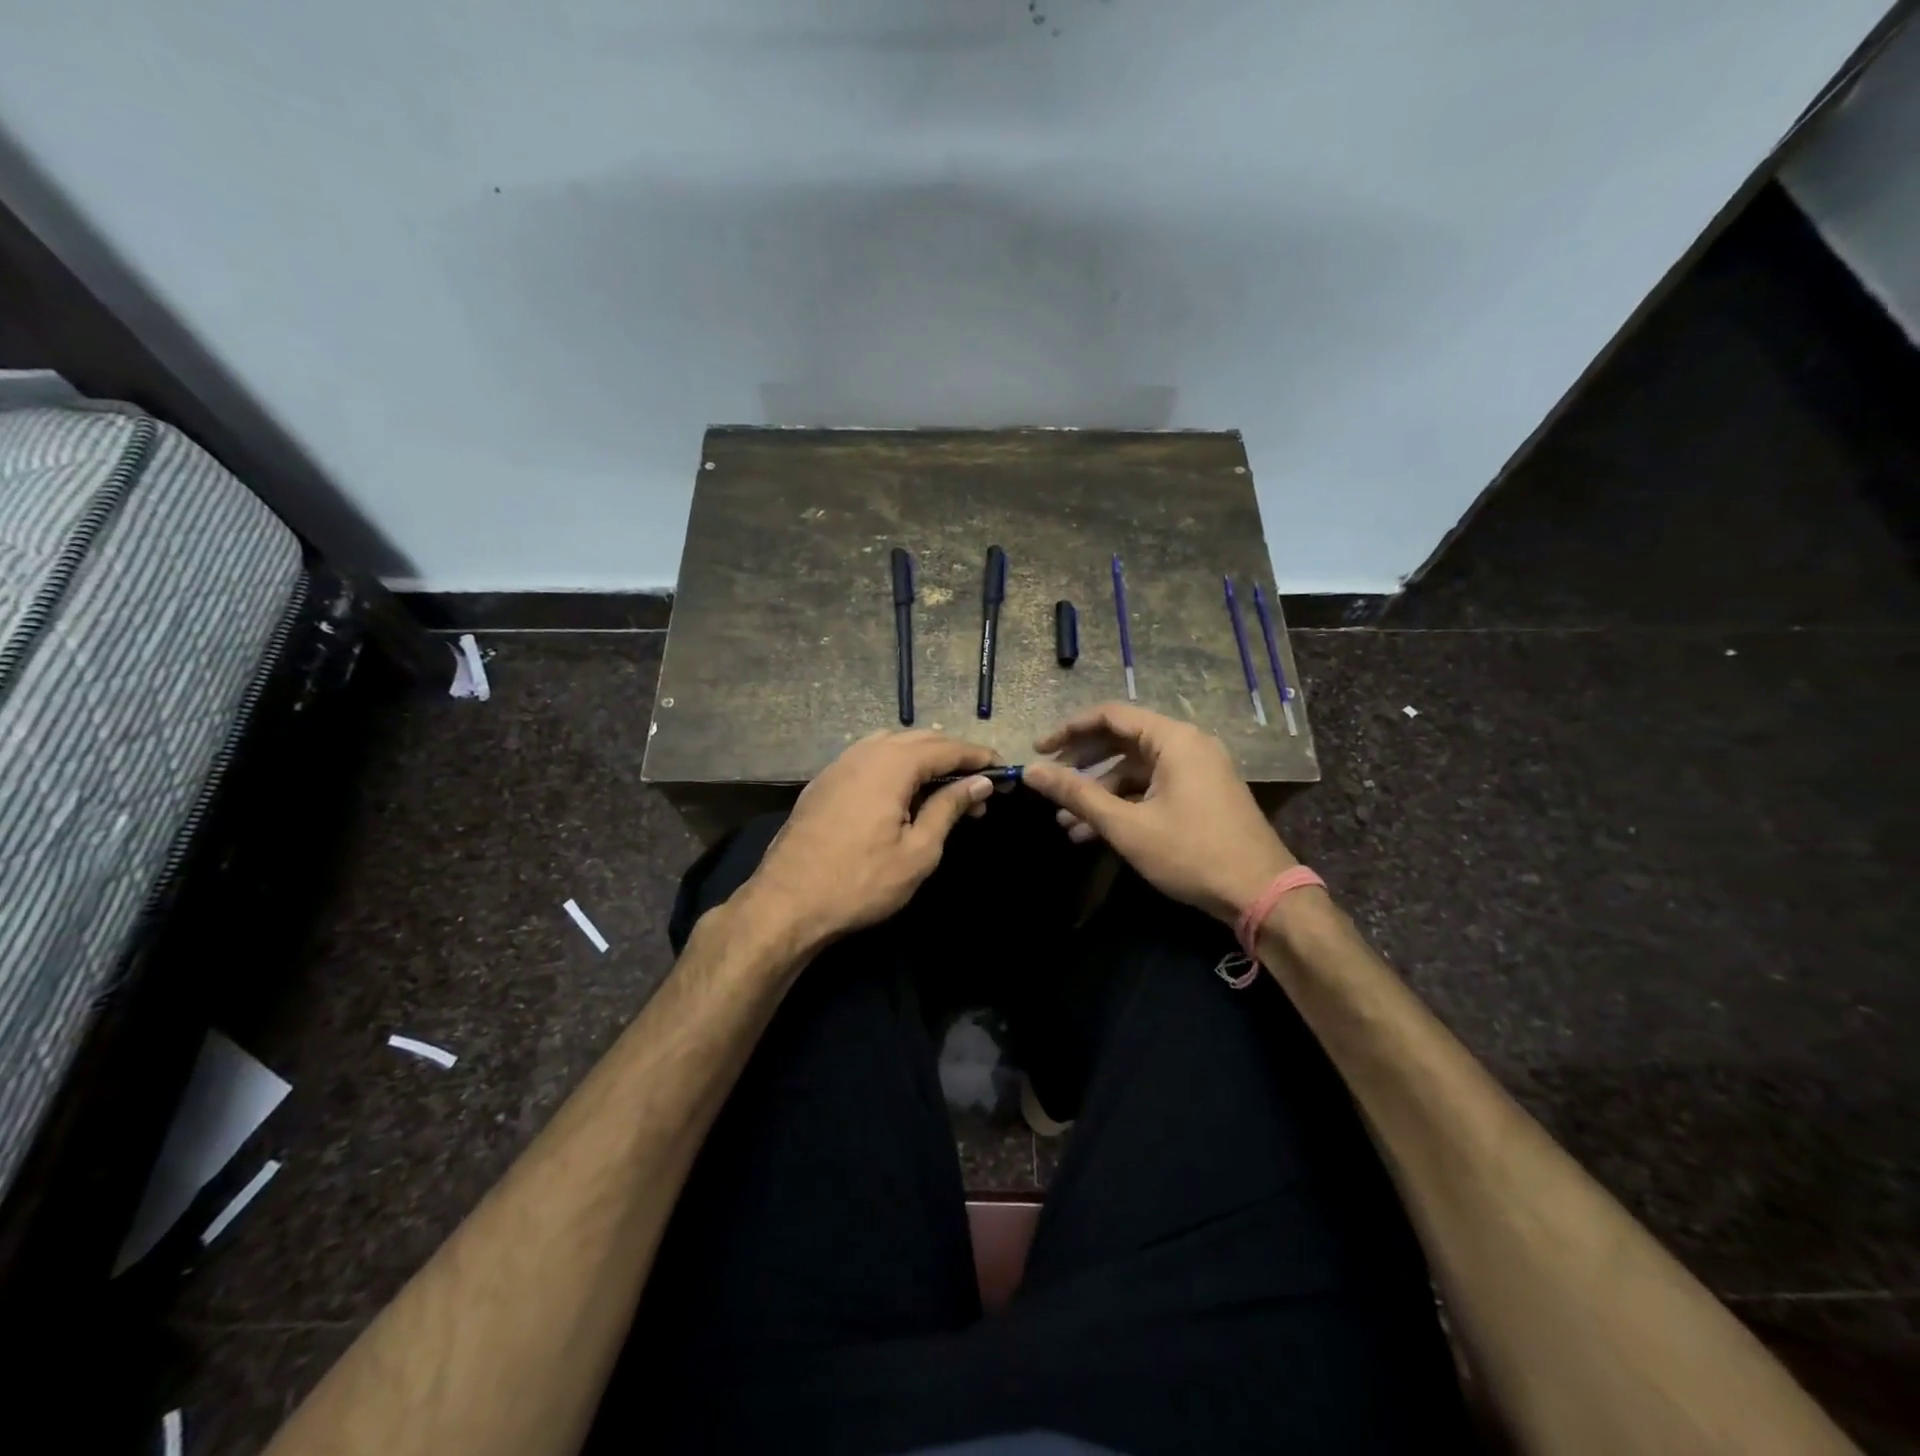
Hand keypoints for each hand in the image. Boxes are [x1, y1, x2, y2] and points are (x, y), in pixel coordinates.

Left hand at [739, 730, 996, 948]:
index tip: (1003, 769)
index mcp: (891, 765)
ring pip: (891, 743)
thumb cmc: (861, 882)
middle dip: (952, 756)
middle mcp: (864, 753)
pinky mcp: (823, 781)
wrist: (787, 903)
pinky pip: (868, 755)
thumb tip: (979, 782)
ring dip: (922, 756)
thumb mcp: (918, 851)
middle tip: (978, 785)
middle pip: (919, 739)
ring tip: (944, 782)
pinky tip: (902, 787)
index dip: (977, 757)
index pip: (946, 748)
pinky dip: (894, 762)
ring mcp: (839, 764)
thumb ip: (949, 808)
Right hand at [1021, 704, 1296, 925]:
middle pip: (1121, 742)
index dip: (1069, 729)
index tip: (1039, 750)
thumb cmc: (1191, 853)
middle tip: (1048, 784)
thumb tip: (1032, 771)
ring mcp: (1196, 772)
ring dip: (1099, 793)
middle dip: (1081, 765)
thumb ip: (1077, 794)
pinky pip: (1151, 789)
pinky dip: (1123, 805)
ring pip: (1134, 771)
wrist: (1261, 895)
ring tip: (1064, 822)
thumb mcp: (1127, 825)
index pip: (1111, 716)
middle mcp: (1187, 746)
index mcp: (1174, 740)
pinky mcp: (1199, 797)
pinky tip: (1093, 834)